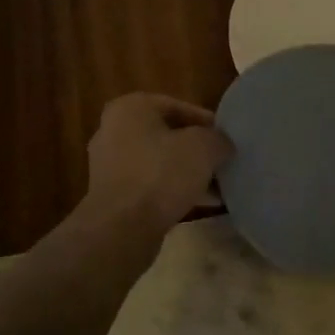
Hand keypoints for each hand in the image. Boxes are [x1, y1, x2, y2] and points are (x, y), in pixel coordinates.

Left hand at [83, 94, 232, 233]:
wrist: (122, 228)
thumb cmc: (161, 174)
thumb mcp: (203, 147)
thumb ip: (218, 139)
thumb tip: (222, 145)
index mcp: (130, 108)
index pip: (177, 106)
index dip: (206, 122)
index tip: (226, 139)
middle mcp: (113, 130)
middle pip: (166, 135)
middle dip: (195, 149)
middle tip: (221, 161)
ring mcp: (109, 164)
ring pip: (158, 161)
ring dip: (186, 172)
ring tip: (216, 187)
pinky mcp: (111, 194)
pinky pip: (149, 184)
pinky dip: (171, 190)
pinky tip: (198, 203)